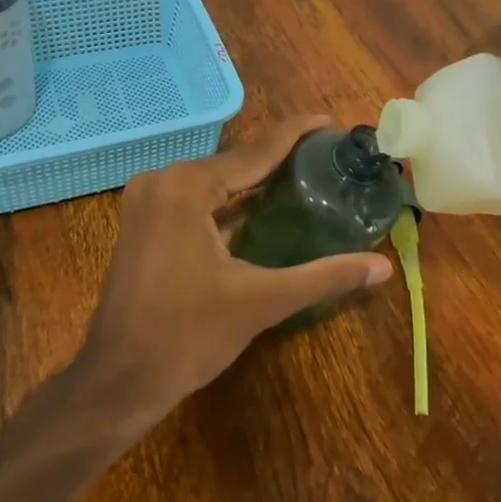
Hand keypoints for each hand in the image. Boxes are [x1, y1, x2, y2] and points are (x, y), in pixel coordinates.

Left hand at [75, 116, 392, 426]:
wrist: (118, 380)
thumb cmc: (188, 336)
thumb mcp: (261, 301)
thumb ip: (324, 276)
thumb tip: (382, 267)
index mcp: (187, 186)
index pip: (255, 151)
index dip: (295, 134)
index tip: (330, 120)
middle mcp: (163, 180)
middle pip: (234, 162)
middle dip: (278, 157)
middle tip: (326, 154)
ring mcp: (147, 201)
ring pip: (213, 181)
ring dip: (253, 180)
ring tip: (303, 173)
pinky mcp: (143, 223)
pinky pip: (195, 199)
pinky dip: (227, 201)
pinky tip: (260, 206)